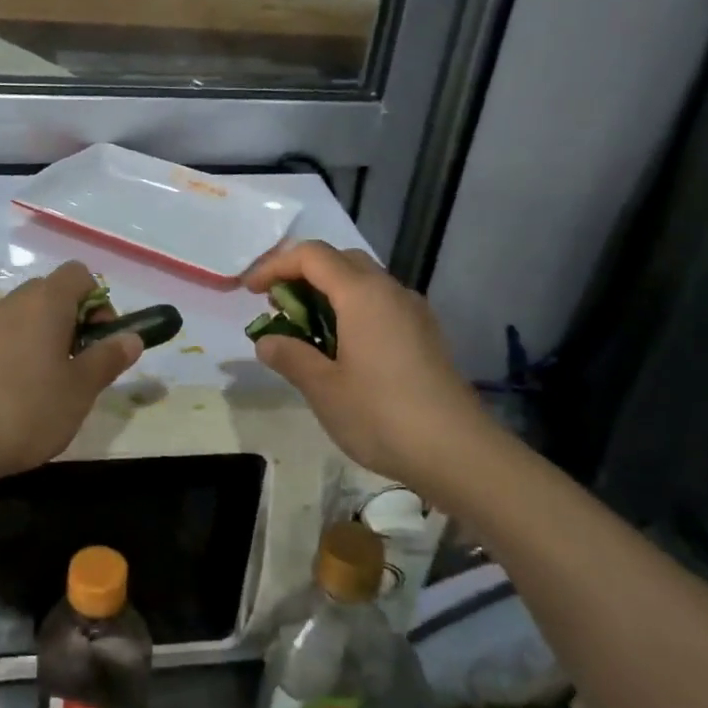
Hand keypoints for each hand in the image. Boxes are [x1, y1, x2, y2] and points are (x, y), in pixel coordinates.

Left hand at [0, 260, 141, 480]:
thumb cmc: (27, 408)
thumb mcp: (80, 388)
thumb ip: (109, 358)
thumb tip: (132, 337)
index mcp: (46, 301)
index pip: (79, 274)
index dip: (99, 301)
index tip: (102, 340)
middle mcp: (15, 302)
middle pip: (54, 293)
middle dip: (76, 321)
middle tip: (83, 364)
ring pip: (31, 316)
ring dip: (51, 339)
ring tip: (57, 384)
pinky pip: (9, 336)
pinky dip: (25, 352)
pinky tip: (26, 394)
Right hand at [245, 241, 492, 487]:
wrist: (457, 452)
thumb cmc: (381, 415)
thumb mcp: (323, 388)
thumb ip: (290, 356)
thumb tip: (267, 341)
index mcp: (362, 294)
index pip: (312, 256)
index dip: (275, 265)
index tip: (250, 292)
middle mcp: (390, 291)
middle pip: (340, 261)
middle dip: (302, 274)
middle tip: (277, 306)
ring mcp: (413, 312)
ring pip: (363, 283)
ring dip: (327, 294)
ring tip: (304, 331)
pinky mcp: (425, 335)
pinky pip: (381, 305)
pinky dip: (351, 311)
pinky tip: (342, 349)